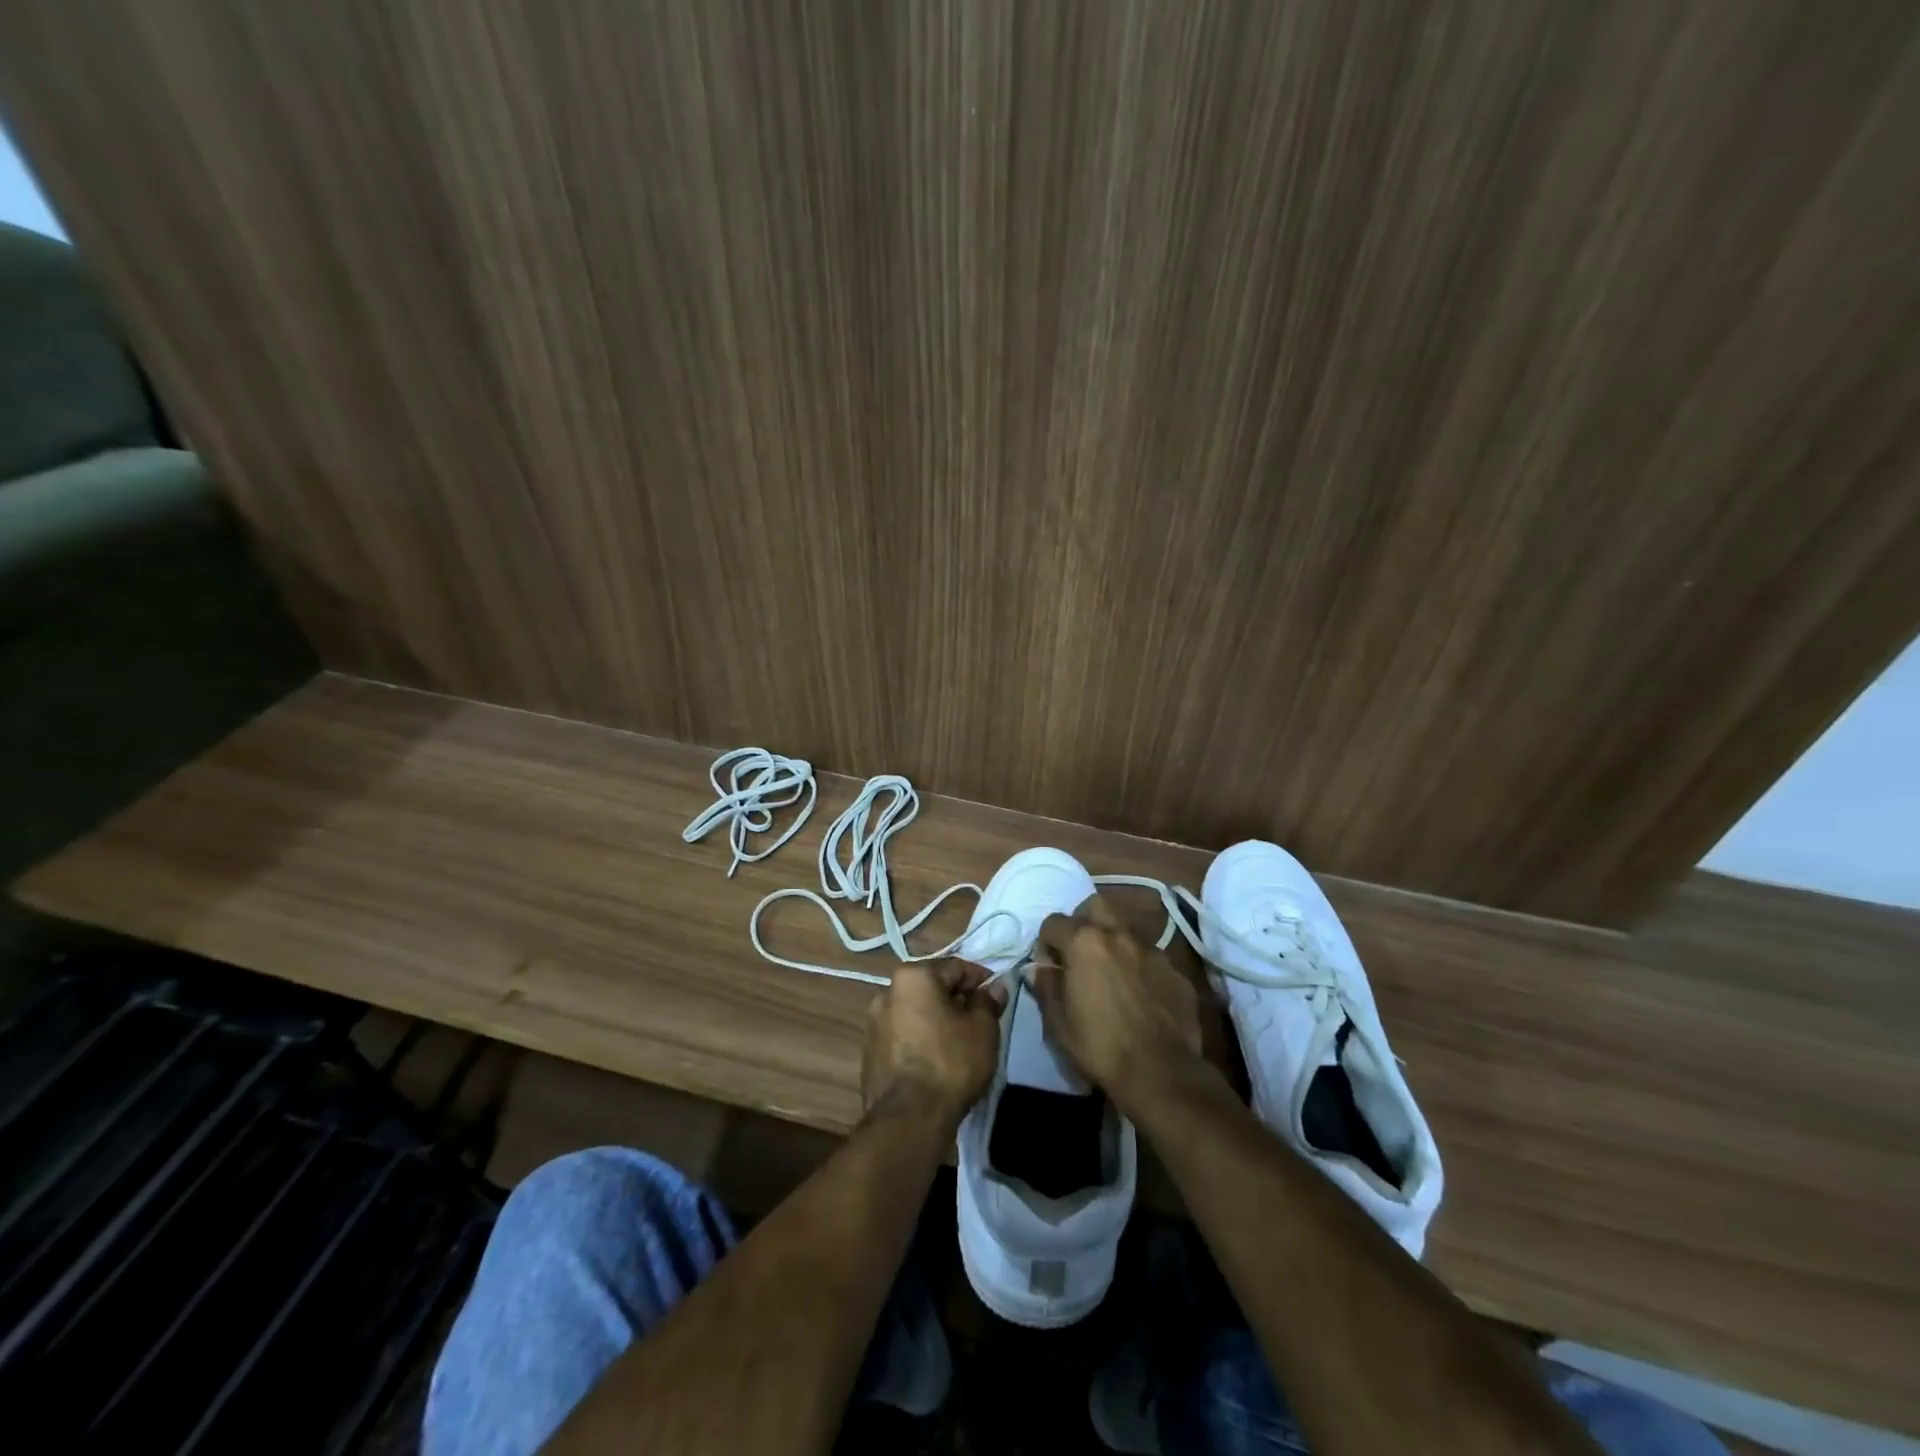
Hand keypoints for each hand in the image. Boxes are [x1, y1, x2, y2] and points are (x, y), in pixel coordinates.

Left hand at [862, 960, 1006, 1126]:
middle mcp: (887, 992)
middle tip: (981, 1021)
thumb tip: (994, 988)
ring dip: (938, 1021)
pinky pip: (904, 1037)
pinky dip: (921, 1041)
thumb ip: (988, 1002)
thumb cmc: (951, 1062)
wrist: (909, 1118)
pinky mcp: (870, 1054)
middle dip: (957, 1000)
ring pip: (916, 1013)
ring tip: (960, 1043)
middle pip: (932, 989)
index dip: (981, 980)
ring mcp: (874, 1024)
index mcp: (913, 977)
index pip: (956, 968)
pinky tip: (937, 1061)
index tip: (997, 997)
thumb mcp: (983, 1028)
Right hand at [1034, 895, 1202, 1113]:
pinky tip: (1141, 994)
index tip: (1049, 965)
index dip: (1046, 942)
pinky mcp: (1176, 971)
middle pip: (1096, 906)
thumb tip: (1040, 970)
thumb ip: (1047, 988)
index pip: (1053, 922)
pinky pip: (1152, 957)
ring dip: (1114, 941)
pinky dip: (1141, 966)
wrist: (1161, 1072)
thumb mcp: (1058, 1022)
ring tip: (1112, 972)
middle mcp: (1119, 935)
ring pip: (1127, 929)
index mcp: (1084, 943)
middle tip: (1079, 951)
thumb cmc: (1099, 1046)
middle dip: (1083, 920)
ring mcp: (1152, 950)